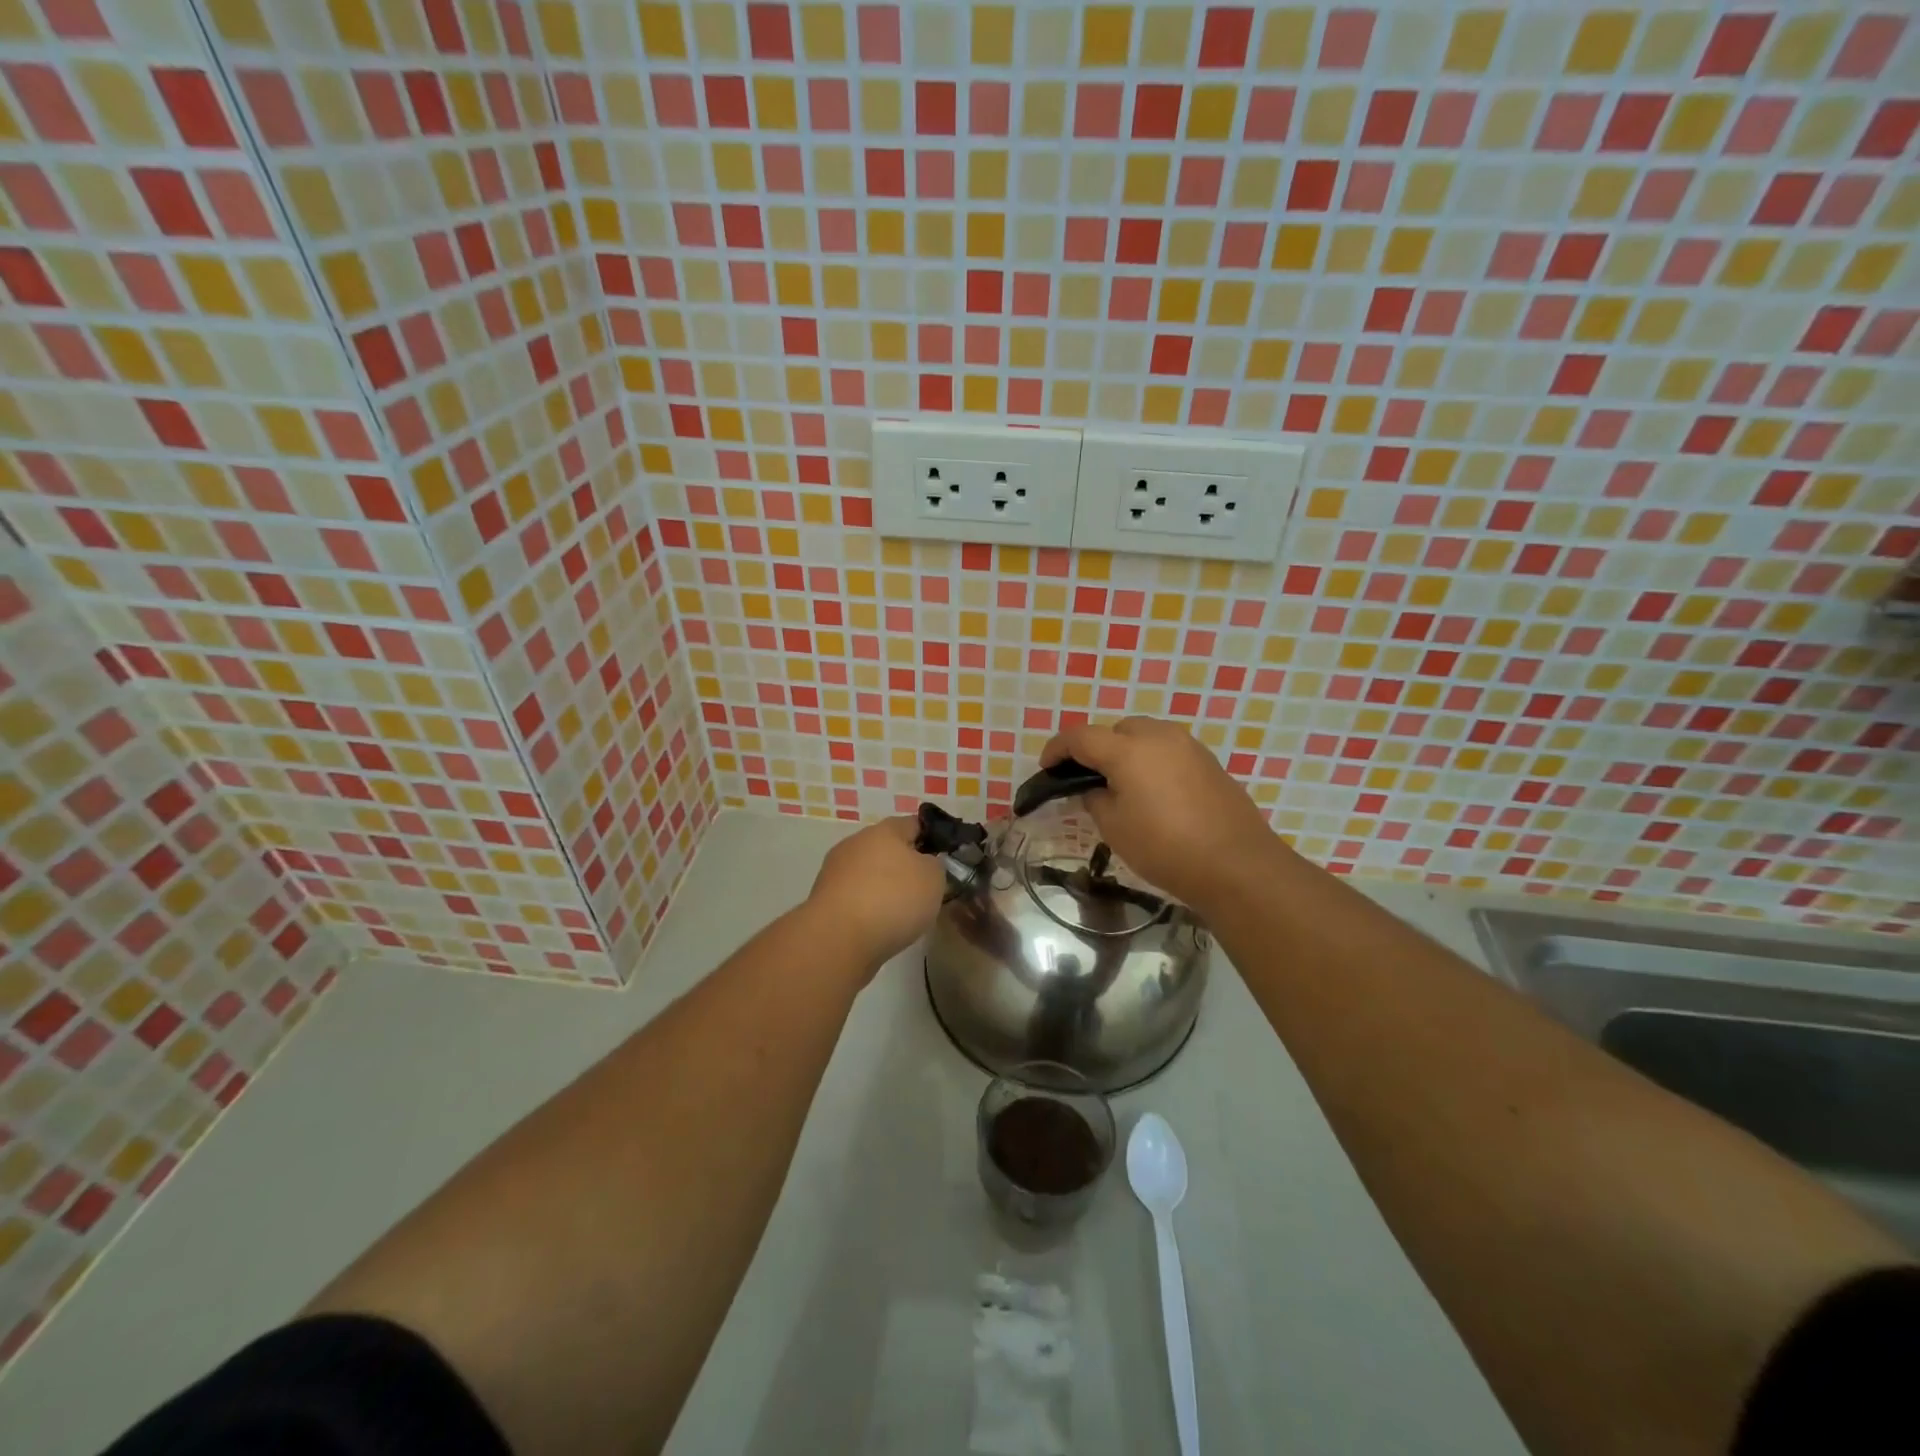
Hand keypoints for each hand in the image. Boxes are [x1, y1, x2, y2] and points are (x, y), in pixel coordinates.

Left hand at [805, 816, 946, 977]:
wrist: (838, 939)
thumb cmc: (893, 899)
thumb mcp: (934, 878)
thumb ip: (935, 864)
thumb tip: (924, 864)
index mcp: (885, 830)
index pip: (915, 823)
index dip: (933, 838)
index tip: (944, 860)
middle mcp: (856, 843)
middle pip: (888, 849)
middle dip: (906, 866)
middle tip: (925, 890)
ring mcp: (836, 871)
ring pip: (869, 874)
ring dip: (885, 888)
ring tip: (903, 914)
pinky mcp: (824, 900)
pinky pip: (856, 898)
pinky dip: (868, 908)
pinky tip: (879, 927)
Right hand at [1039, 717, 1279, 909]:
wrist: (1236, 864)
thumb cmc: (1165, 847)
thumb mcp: (1114, 828)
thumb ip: (1095, 799)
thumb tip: (1096, 789)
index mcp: (1128, 749)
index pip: (1080, 737)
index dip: (1057, 749)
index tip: (1046, 767)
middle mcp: (1159, 736)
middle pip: (1115, 730)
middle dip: (1095, 748)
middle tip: (1086, 779)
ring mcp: (1188, 746)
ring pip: (1145, 736)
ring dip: (1126, 752)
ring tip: (1120, 785)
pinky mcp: (1209, 762)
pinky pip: (1168, 751)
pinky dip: (1151, 761)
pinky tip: (1153, 792)